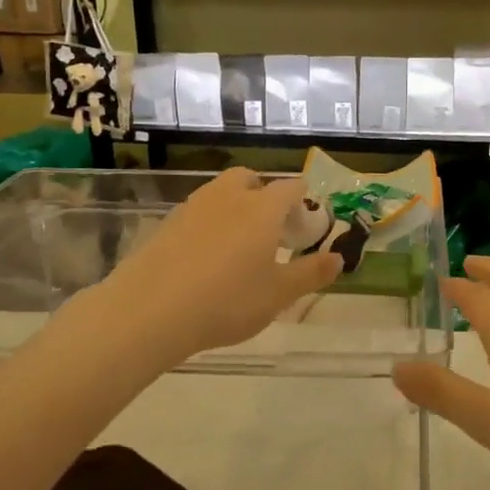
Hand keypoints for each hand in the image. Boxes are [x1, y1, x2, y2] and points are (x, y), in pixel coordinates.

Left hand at [89, 168, 340, 368]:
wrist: (150, 310)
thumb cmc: (227, 301)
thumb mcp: (278, 294)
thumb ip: (311, 273)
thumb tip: (338, 257)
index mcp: (262, 207)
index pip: (291, 188)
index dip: (304, 203)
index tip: (307, 229)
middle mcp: (228, 196)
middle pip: (250, 179)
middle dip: (265, 196)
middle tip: (271, 231)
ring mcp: (193, 206)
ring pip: (221, 193)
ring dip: (235, 208)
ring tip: (239, 246)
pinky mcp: (167, 224)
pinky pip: (198, 213)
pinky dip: (209, 225)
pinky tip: (207, 259)